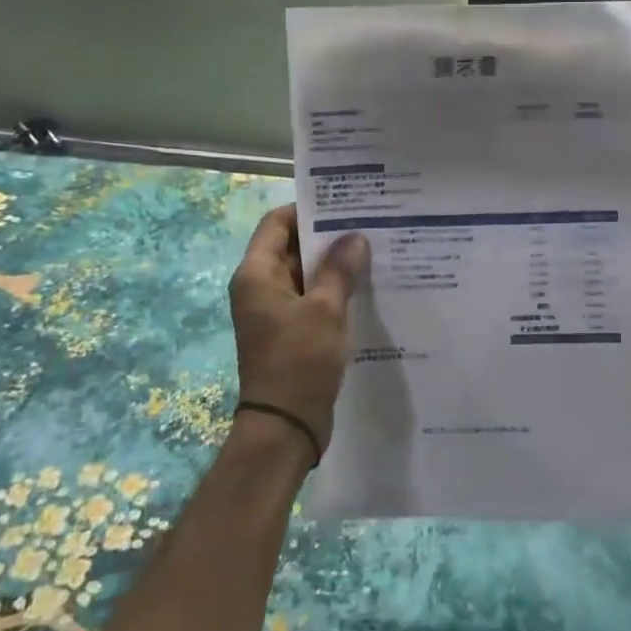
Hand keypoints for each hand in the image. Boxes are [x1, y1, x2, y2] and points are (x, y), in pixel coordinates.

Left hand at [228, 205, 369, 460]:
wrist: (285, 426)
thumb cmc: (299, 361)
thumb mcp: (325, 310)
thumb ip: (339, 270)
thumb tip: (355, 237)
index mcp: (257, 275)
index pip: (277, 224)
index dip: (307, 210)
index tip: (344, 203)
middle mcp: (260, 288)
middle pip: (292, 247)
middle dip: (327, 236)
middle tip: (368, 224)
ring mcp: (275, 312)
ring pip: (305, 275)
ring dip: (334, 265)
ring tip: (374, 250)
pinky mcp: (290, 332)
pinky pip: (312, 299)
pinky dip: (334, 290)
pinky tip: (366, 286)